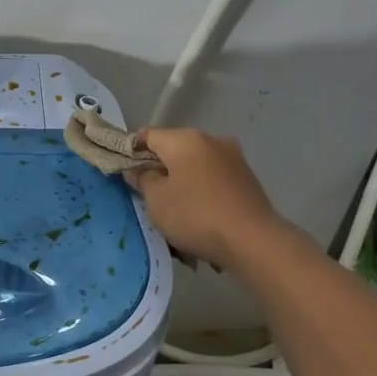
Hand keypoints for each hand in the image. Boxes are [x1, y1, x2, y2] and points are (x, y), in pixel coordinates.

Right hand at [130, 129, 289, 267]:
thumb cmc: (195, 215)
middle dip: (159, 167)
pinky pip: (213, 178)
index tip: (124, 173)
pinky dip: (201, 189)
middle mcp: (211, 139)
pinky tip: (199, 212)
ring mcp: (233, 157)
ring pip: (195, 164)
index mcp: (185, 139)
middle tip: (147, 194)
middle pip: (173, 148)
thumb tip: (137, 169)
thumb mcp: (156, 200)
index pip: (147, 136)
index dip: (131, 152)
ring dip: (182, 180)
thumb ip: (142, 179)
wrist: (252, 240)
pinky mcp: (246, 177)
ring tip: (174, 208)